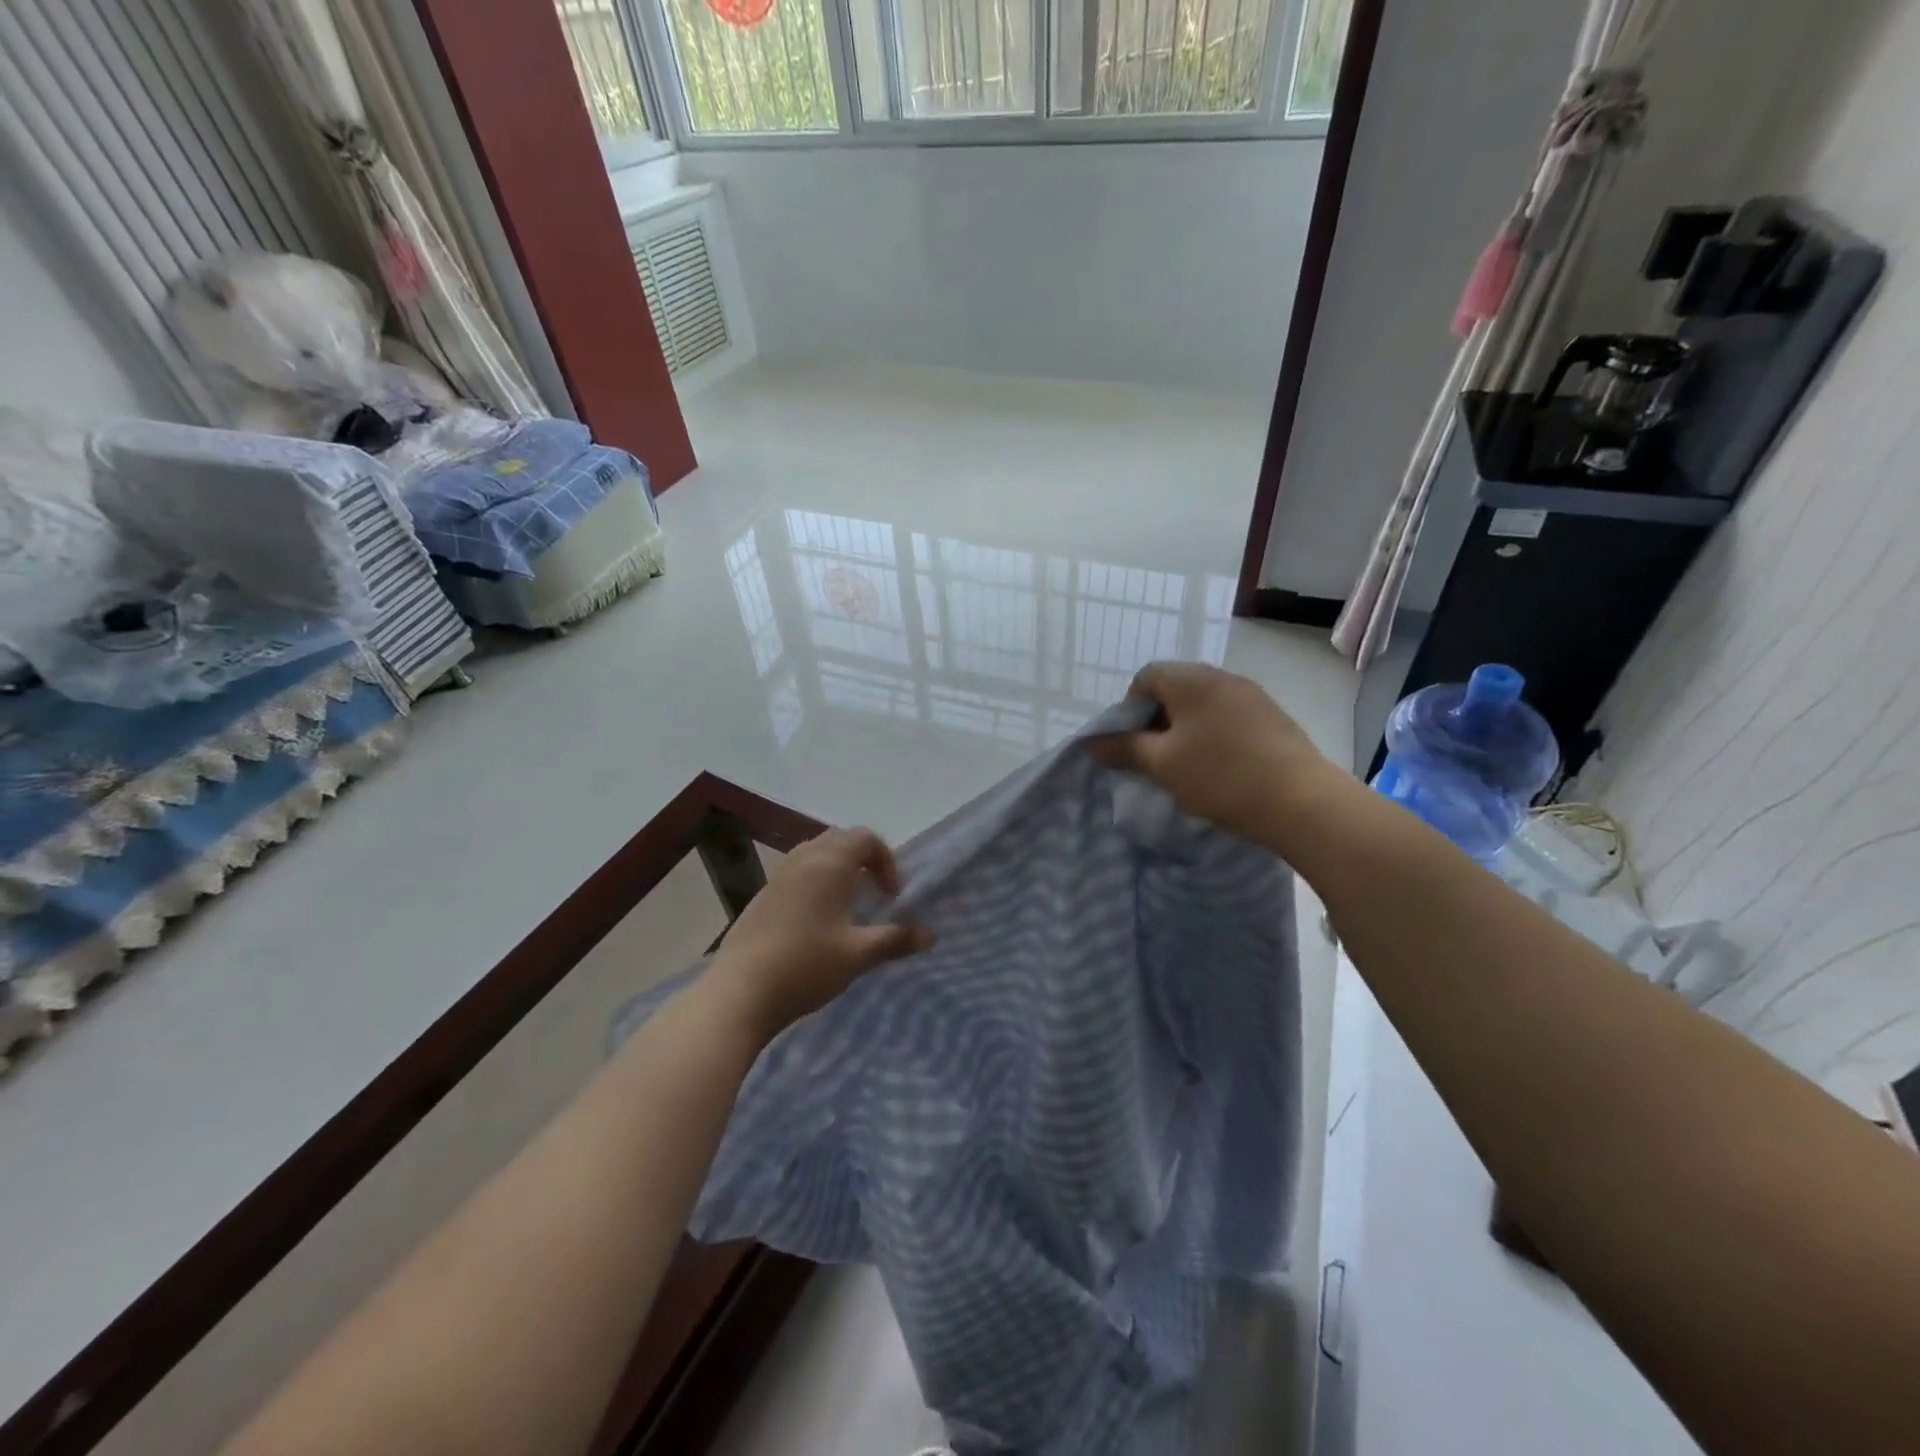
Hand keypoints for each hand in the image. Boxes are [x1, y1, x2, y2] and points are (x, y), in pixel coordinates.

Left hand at [703, 827, 933, 1038]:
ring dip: (838, 868)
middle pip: (840, 839)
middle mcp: (803, 859)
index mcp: (830, 864)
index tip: (891, 896)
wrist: (740, 991)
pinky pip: (797, 871)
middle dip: (863, 859)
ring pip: (815, 853)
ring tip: (847, 904)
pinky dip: (815, 880)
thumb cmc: (806, 966)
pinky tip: (816, 920)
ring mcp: (778, 875)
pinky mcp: (762, 894)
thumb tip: (931, 935)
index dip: (886, 861)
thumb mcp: (858, 955)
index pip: (866, 838)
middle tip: (873, 893)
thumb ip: (896, 940)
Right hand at [1090, 661, 1342, 847]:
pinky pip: (1229, 715)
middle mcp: (1221, 676)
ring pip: (1203, 703)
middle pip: (1175, 687)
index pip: (1145, 677)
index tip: (1133, 743)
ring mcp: (1252, 694)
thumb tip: (1092, 742)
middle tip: (1156, 756)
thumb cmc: (1220, 776)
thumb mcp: (1162, 764)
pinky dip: (1214, 733)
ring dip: (1186, 727)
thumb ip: (1124, 748)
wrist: (1300, 801)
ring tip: (1187, 764)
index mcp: (1190, 678)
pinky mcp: (1273, 715)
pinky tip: (1220, 765)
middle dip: (1157, 718)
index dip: (1130, 708)